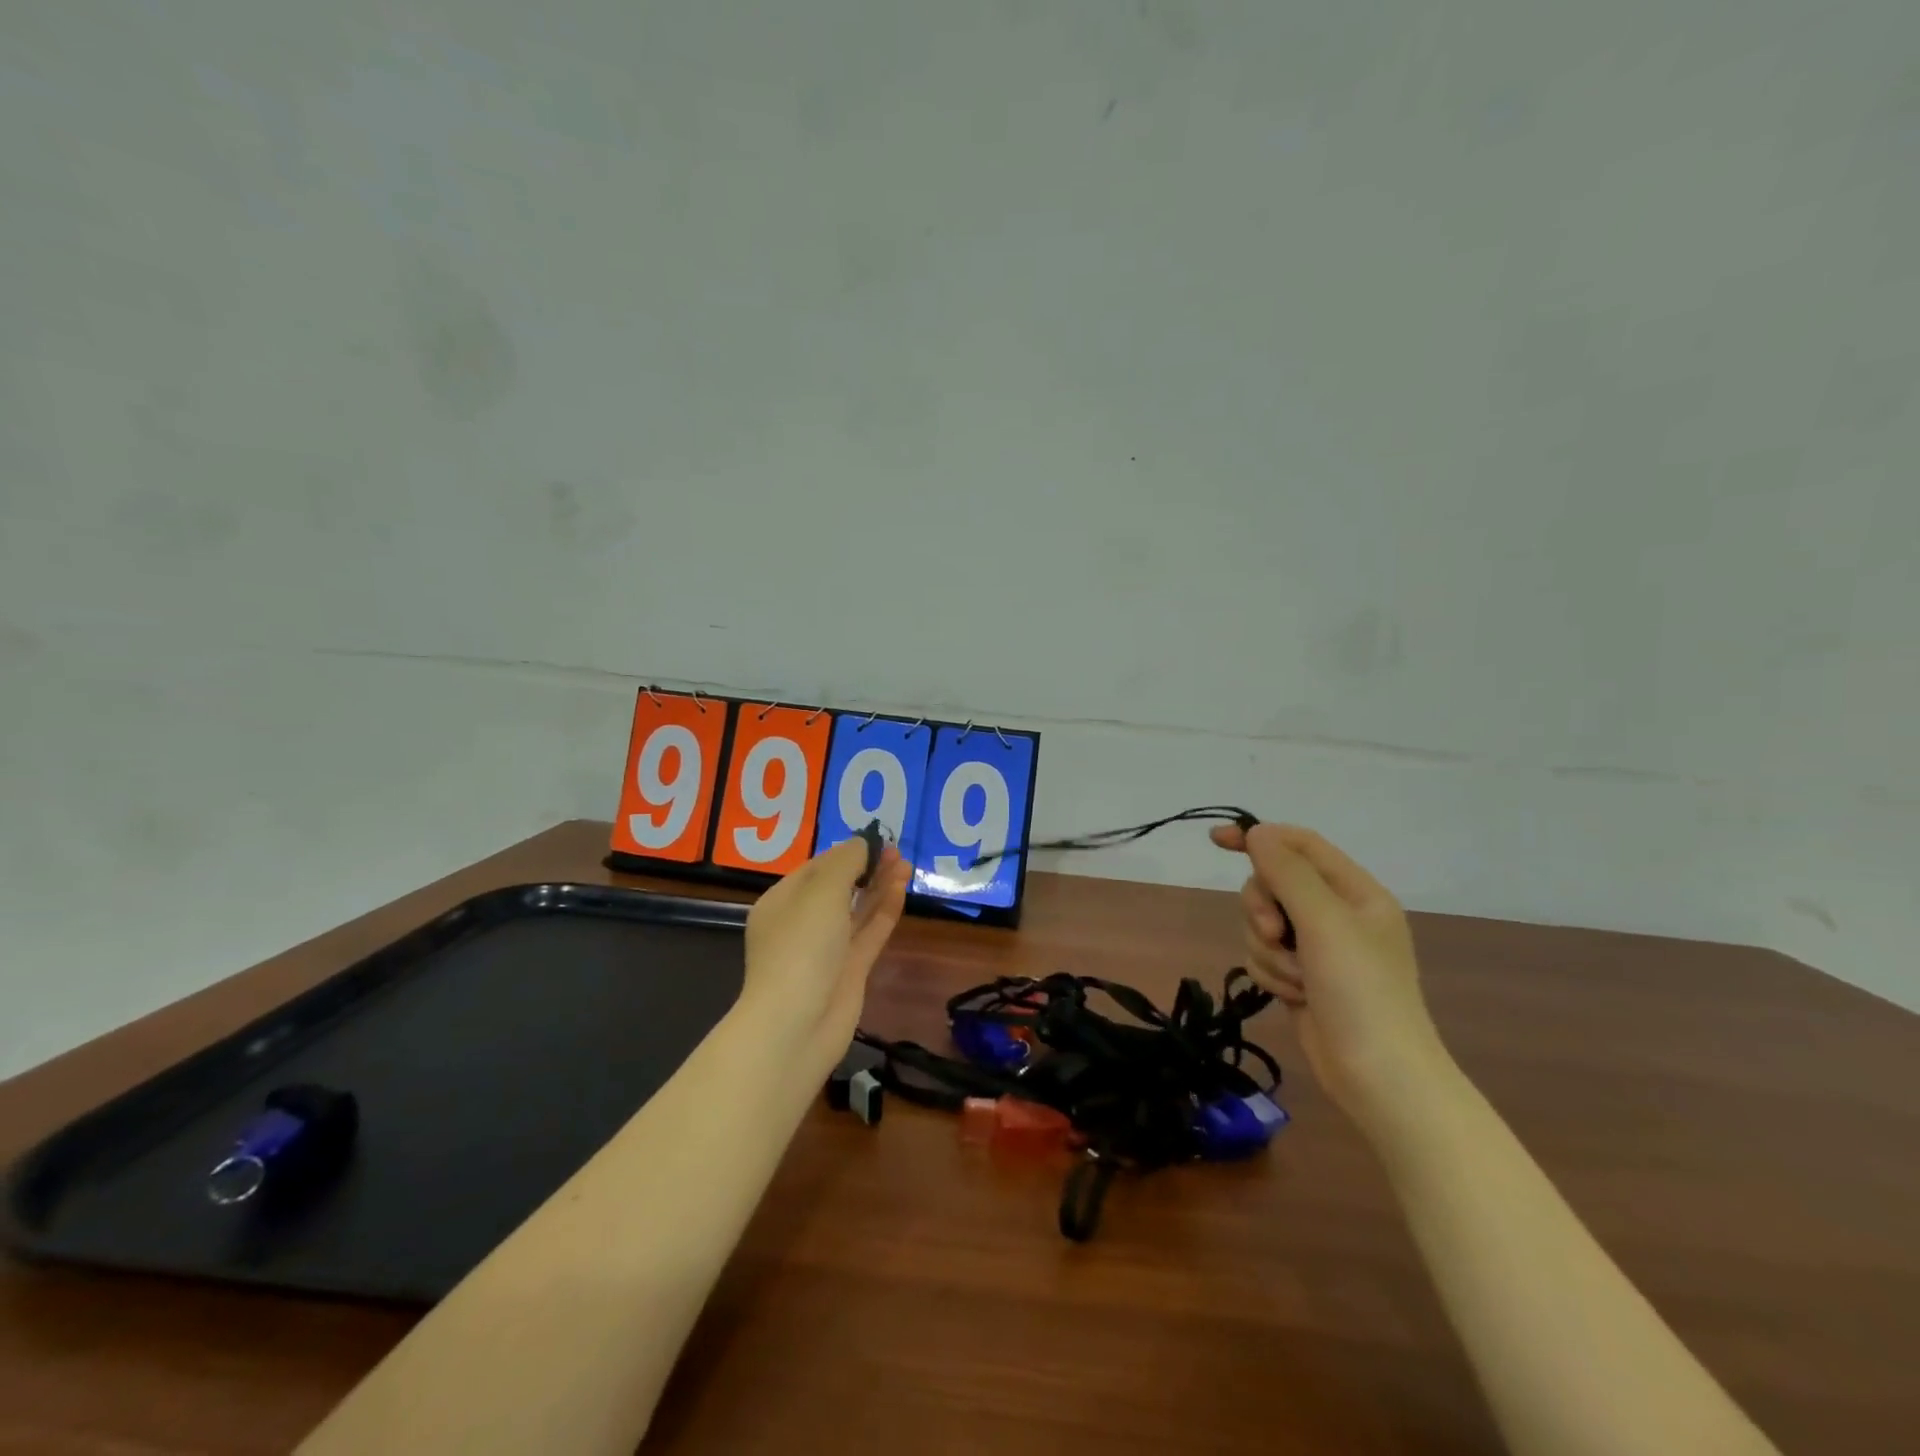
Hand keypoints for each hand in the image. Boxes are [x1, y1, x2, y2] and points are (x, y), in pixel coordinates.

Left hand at [741, 836, 910, 1075]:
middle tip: (896, 850)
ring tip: (905, 864)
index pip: (816, 868)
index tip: (876, 839)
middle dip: (866, 867)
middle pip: (838, 888)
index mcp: (782, 902)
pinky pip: (869, 933)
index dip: (846, 852)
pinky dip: (885, 911)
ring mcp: (826, 950)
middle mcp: (802, 924)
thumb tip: (862, 843)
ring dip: (879, 886)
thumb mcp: (821, 893)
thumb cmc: (801, 947)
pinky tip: (901, 890)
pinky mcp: (849, 971)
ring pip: (857, 910)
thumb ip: (845, 863)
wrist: (796, 1025)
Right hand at [1210, 822, 1449, 1129]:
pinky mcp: (1301, 977)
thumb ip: (1288, 872)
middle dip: (1263, 909)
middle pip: (1272, 884)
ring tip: (1296, 979)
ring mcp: (1318, 948)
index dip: (1258, 836)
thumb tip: (1256, 833)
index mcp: (1355, 892)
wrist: (1380, 1078)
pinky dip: (1271, 974)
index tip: (1216, 841)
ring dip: (1269, 950)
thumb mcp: (1325, 922)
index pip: (1299, 844)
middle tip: (1275, 933)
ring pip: (1262, 923)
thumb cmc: (1362, 992)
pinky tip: (1293, 997)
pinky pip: (1263, 955)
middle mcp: (1336, 914)